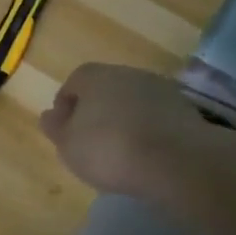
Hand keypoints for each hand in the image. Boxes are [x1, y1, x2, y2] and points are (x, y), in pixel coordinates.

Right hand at [39, 63, 198, 195]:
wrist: (177, 161)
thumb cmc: (110, 149)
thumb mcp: (68, 145)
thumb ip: (56, 128)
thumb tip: (49, 115)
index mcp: (94, 75)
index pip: (74, 82)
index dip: (67, 105)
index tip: (65, 130)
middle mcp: (127, 73)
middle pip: (105, 89)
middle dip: (97, 110)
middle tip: (92, 141)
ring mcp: (160, 88)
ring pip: (133, 101)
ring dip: (125, 119)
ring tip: (121, 150)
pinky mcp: (186, 109)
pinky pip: (157, 117)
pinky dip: (149, 130)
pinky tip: (147, 154)